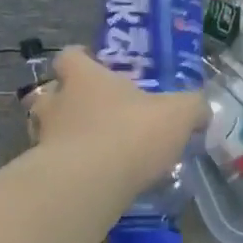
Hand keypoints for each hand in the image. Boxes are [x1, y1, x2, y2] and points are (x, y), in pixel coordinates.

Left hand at [25, 47, 206, 198]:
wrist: (87, 185)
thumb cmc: (130, 134)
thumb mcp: (177, 115)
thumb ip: (192, 108)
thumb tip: (202, 111)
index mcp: (84, 78)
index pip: (69, 56)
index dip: (80, 59)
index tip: (93, 66)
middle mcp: (56, 102)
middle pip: (47, 94)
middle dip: (63, 102)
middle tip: (88, 113)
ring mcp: (42, 139)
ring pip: (44, 130)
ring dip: (61, 137)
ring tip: (87, 150)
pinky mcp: (40, 173)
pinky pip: (49, 166)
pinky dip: (64, 171)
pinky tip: (87, 182)